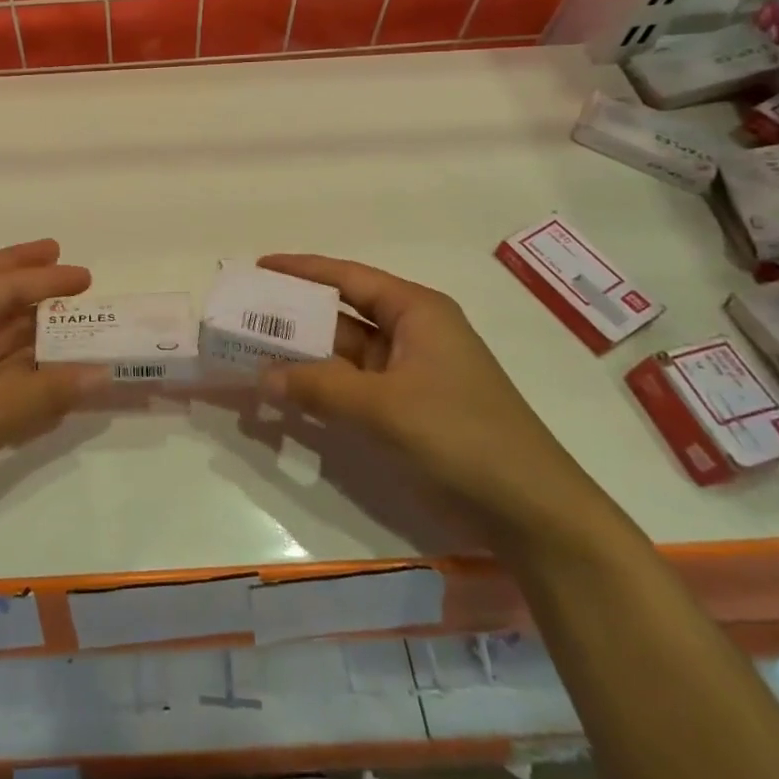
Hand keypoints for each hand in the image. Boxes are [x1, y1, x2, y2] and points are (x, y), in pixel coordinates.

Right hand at [258, 254, 611, 546]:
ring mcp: (411, 375)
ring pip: (345, 354)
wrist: (532, 511)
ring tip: (253, 352)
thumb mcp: (384, 406)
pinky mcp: (408, 411)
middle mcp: (413, 334)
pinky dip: (322, 388)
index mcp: (416, 312)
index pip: (349, 278)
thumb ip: (319, 386)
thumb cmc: (461, 435)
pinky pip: (353, 388)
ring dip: (304, 357)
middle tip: (246, 315)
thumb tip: (263, 376)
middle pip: (343, 315)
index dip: (302, 270)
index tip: (259, 266)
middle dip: (296, 316)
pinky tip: (287, 394)